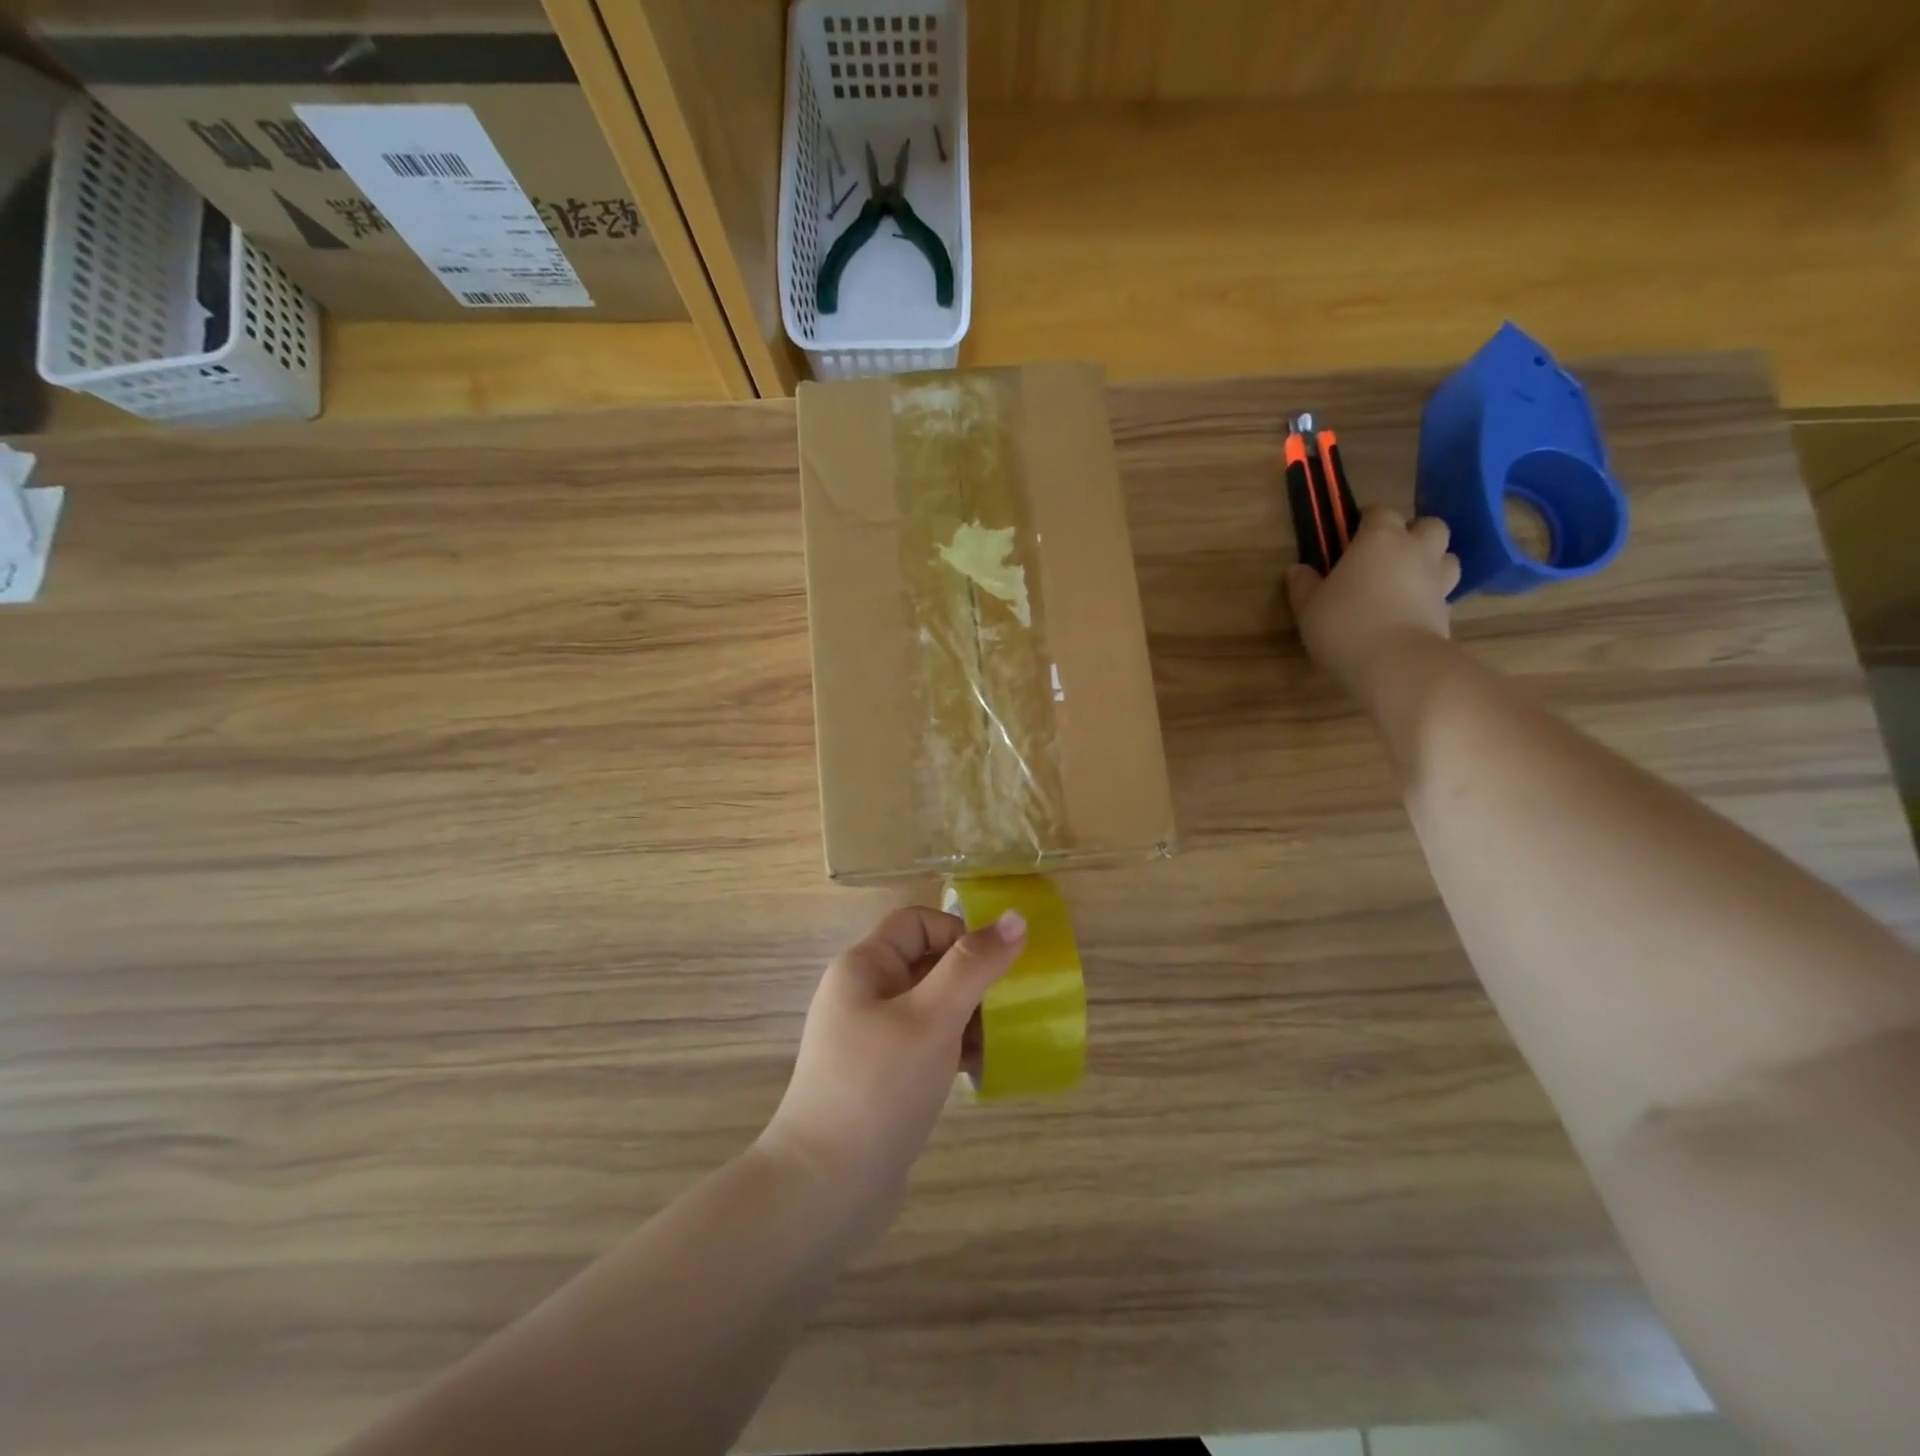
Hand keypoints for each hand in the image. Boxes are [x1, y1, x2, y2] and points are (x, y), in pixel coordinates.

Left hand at [759, 906, 1026, 1240]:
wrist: (824, 1190)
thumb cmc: (879, 1087)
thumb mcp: (932, 1018)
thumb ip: (974, 966)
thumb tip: (1016, 917)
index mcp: (865, 967)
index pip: (919, 923)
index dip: (959, 934)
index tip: (994, 970)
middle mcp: (864, 994)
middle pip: (928, 963)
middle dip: (972, 981)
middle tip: (1009, 1009)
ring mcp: (871, 1038)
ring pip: (932, 1007)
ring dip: (969, 1018)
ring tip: (1001, 1043)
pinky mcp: (882, 1077)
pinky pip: (926, 1045)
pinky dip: (955, 1049)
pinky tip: (981, 1071)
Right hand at [1287, 507, 1459, 702]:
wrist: (1396, 664)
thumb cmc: (1344, 625)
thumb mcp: (1308, 606)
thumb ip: (1303, 585)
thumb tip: (1298, 569)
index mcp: (1379, 539)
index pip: (1380, 511)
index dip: (1366, 520)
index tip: (1350, 534)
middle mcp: (1415, 551)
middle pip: (1429, 525)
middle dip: (1412, 533)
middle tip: (1387, 554)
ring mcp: (1437, 581)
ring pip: (1447, 556)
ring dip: (1431, 562)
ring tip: (1406, 580)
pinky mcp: (1447, 611)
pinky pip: (1443, 593)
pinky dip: (1431, 597)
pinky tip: (1410, 612)